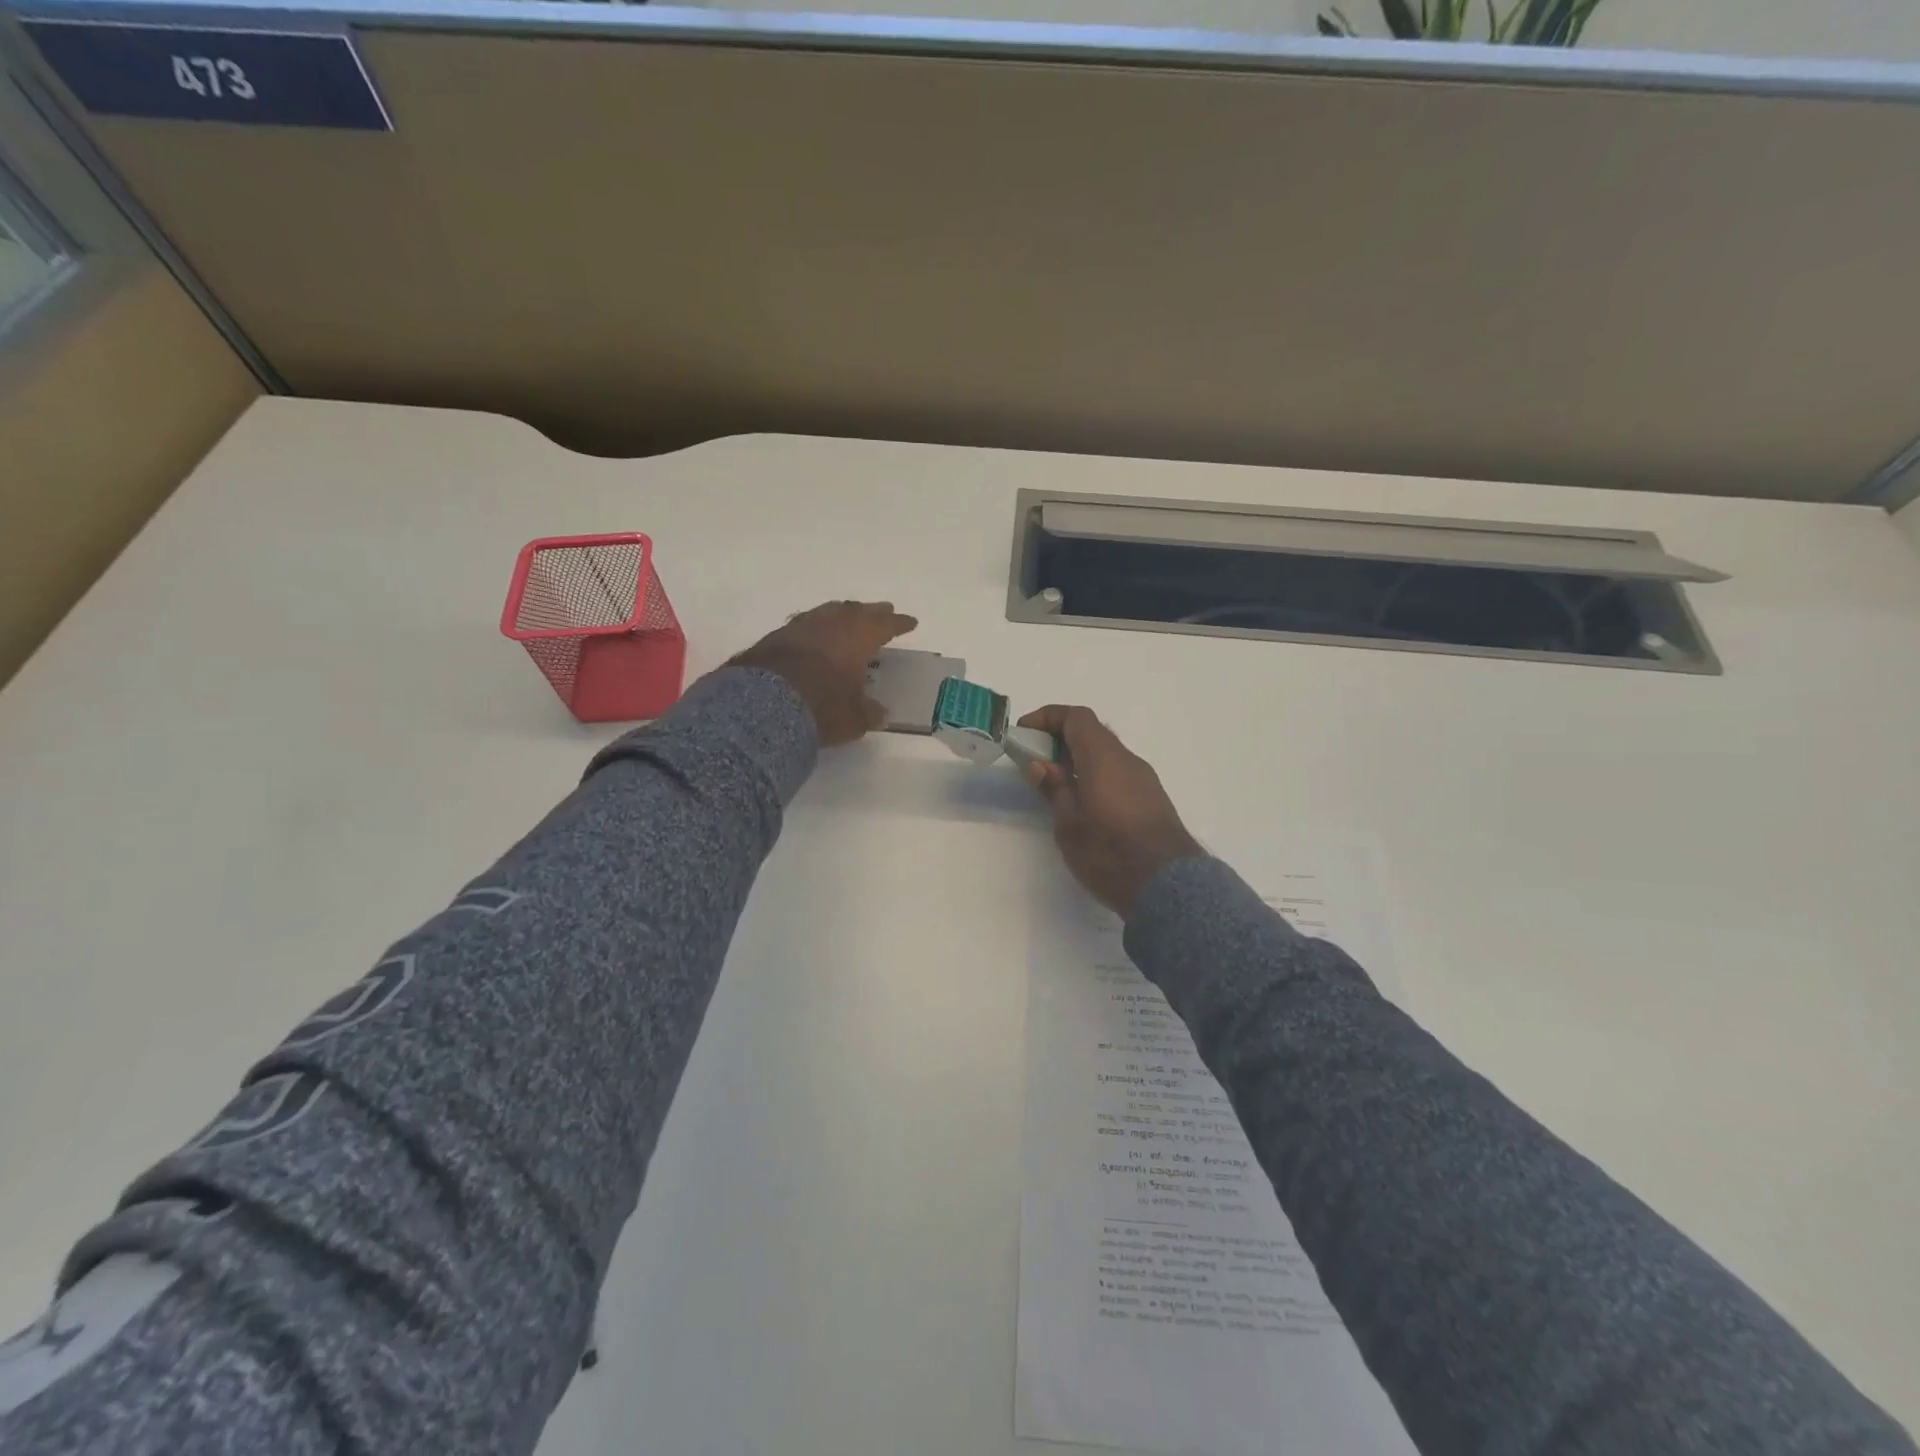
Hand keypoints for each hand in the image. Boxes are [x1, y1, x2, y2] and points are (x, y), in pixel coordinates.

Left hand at [731, 601, 917, 745]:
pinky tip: (815, 635)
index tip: (910, 622)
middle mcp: (832, 623)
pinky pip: (806, 624)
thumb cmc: (821, 707)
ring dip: (843, 614)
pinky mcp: (776, 636)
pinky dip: (817, 628)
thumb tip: (880, 713)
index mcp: (858, 636)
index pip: (885, 625)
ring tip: (849, 618)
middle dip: (872, 612)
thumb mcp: (853, 719)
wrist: (762, 704)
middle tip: (883, 611)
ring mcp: (801, 626)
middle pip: (857, 611)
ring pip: (829, 612)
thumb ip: (869, 713)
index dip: (899, 624)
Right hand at [1019, 705, 1203, 919]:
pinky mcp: (1153, 799)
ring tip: (1056, 786)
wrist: (1170, 888)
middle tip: (1035, 761)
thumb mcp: (1070, 826)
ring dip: (1079, 759)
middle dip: (1060, 738)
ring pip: (1107, 754)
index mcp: (1104, 759)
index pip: (1076, 717)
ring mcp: (1144, 779)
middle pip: (1092, 732)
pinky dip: (1096, 774)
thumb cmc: (1111, 855)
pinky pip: (1119, 772)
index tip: (1024, 733)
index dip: (1047, 717)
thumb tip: (1041, 765)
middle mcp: (1127, 760)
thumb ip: (1055, 790)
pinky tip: (1084, 803)